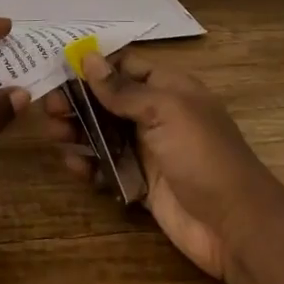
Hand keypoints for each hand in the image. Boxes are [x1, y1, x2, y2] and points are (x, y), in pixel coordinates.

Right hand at [42, 53, 283, 282]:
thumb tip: (88, 58)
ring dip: (78, 131)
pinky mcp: (142, 183)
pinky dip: (89, 164)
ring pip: (104, 133)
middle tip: (48, 108)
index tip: (59, 69)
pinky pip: (108, 167)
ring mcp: (149, 150)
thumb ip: (123, 89)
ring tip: (54, 133)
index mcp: (170, 89)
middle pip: (109, 100)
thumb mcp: (165, 111)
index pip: (126, 67)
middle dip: (79, 101)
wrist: (234, 225)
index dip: (94, 67)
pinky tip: (73, 165)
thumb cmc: (202, 155)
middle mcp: (157, 115)